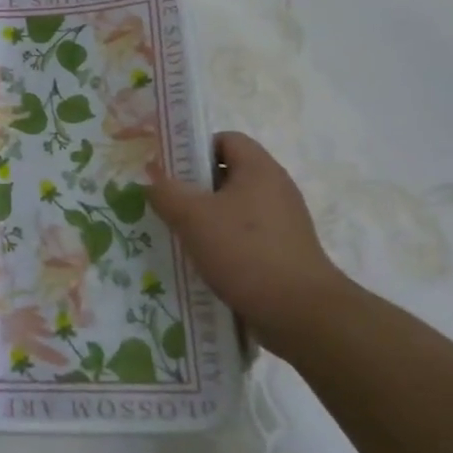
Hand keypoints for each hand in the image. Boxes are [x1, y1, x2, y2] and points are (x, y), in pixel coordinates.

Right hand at [149, 131, 348, 347]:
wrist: (301, 313)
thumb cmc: (246, 253)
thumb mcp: (193, 218)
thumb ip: (166, 192)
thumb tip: (151, 180)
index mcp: (259, 169)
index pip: (225, 139)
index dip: (195, 148)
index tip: (169, 171)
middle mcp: (275, 188)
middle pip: (228, 174)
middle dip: (194, 187)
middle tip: (166, 204)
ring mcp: (283, 222)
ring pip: (234, 208)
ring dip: (205, 218)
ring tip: (178, 235)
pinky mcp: (283, 251)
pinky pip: (245, 235)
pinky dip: (222, 243)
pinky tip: (203, 262)